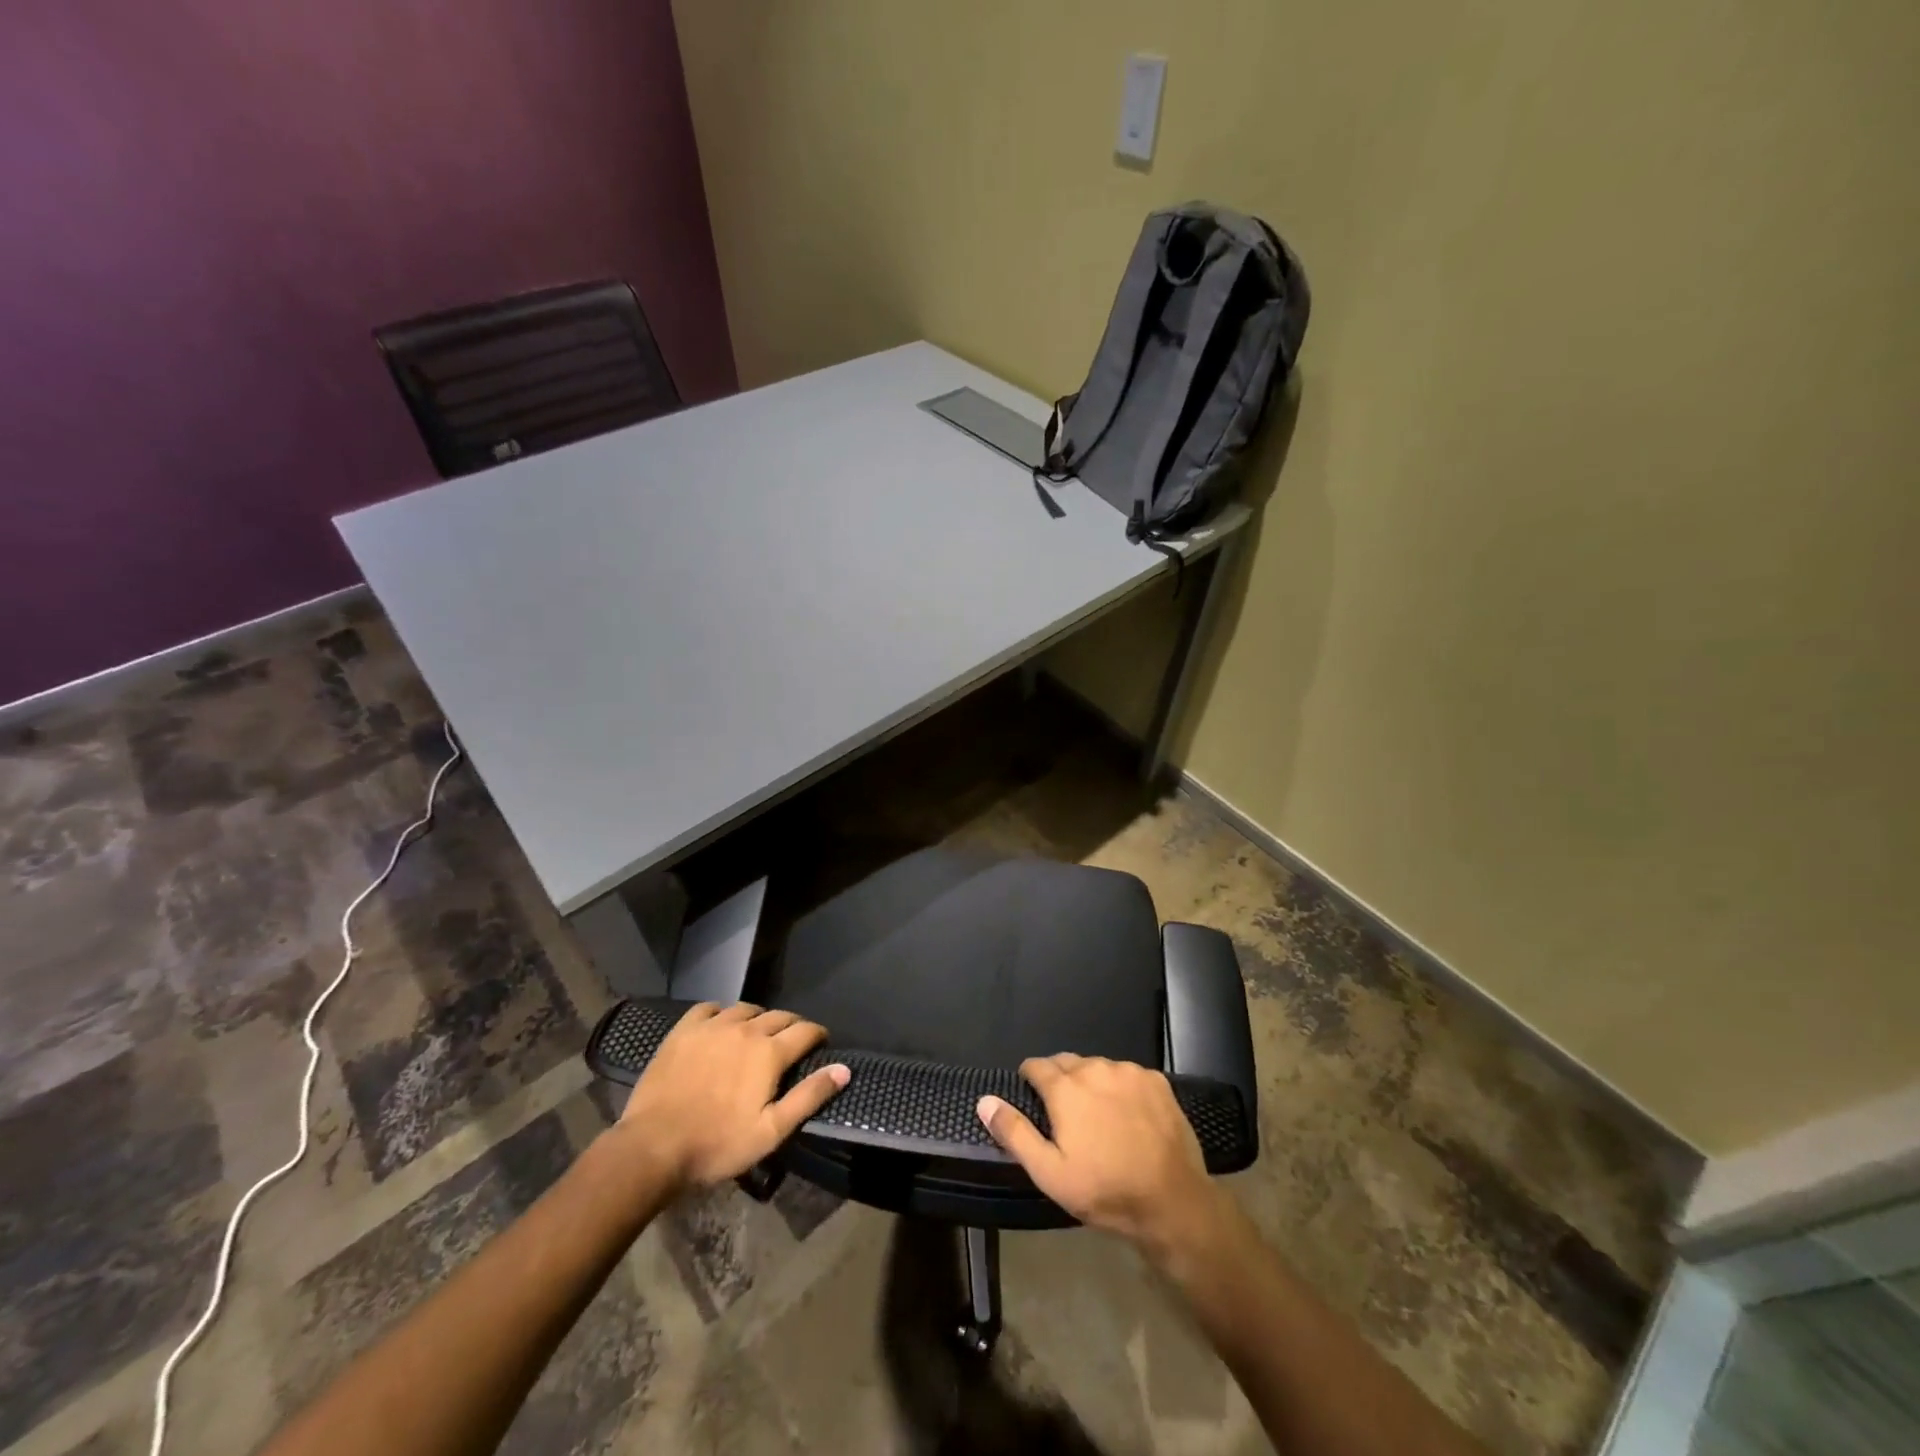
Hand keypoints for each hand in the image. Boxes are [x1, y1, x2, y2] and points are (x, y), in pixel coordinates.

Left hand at [616, 1003, 849, 1193]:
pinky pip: (709, 1008)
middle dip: (791, 1026)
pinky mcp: (684, 1029)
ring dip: (758, 1018)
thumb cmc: (717, 1144)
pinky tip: (720, 1025)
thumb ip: (809, 1096)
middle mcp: (745, 1029)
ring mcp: (712, 1026)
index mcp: (769, 1052)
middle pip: (778, 1016)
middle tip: (791, 1042)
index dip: (817, 1034)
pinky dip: (721, 1012)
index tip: (821, 1043)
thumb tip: (844, 1069)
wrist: (653, 1147)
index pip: (805, 1030)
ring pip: (745, 1009)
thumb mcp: (771, 1130)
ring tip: (757, 1034)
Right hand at [977, 1054, 1224, 1254]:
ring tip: (1098, 1116)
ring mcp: (1129, 1071)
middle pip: (1067, 1062)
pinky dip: (1121, 1088)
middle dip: (1060, 1081)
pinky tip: (1129, 1116)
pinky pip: (1128, 1074)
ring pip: (1098, 1067)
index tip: (1032, 1099)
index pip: (1036, 1065)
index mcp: (1066, 1088)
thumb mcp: (1050, 1173)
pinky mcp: (1156, 1080)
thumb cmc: (1105, 1190)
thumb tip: (985, 1100)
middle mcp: (1096, 1068)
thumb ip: (1014, 1132)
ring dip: (1092, 1083)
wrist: (1173, 1202)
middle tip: (1065, 1115)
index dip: (1029, 1080)